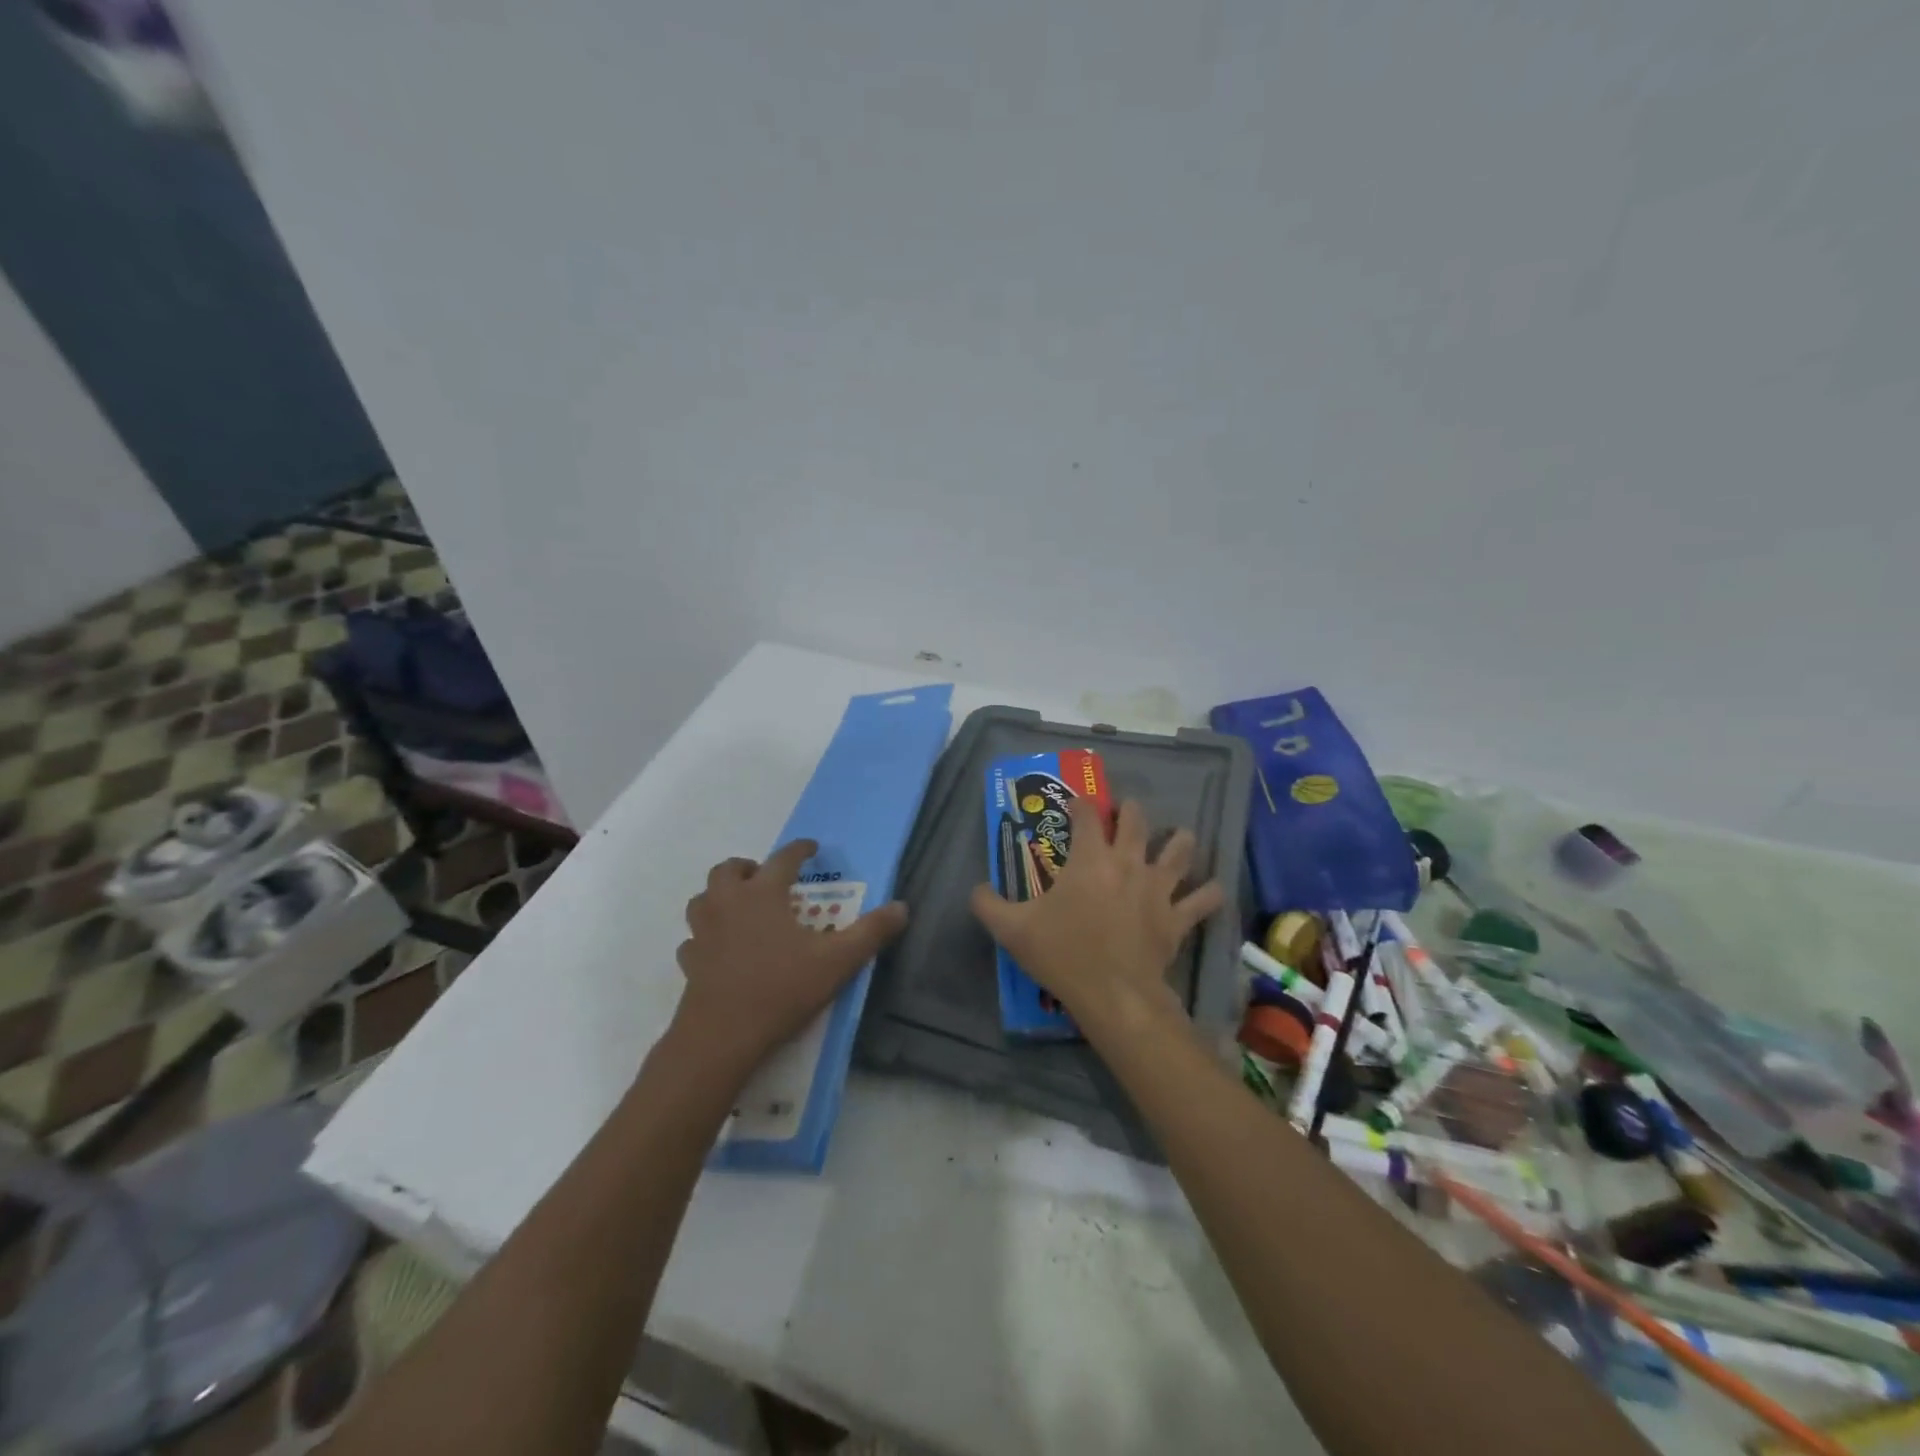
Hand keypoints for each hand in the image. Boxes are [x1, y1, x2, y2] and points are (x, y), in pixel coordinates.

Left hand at [671, 840, 908, 1067]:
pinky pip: (694, 938)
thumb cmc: (781, 989)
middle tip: (767, 878)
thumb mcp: (837, 961)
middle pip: (729, 869)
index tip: (811, 847)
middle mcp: (729, 903)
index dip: (800, 849)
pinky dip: (706, 936)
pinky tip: (719, 949)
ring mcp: (704, 932)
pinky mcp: (690, 962)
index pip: (783, 858)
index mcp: (763, 894)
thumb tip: (902, 907)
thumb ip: (871, 932)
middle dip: (749, 867)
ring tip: (741, 907)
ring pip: (703, 899)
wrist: (722, 1036)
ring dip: (720, 895)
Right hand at [969, 798, 1224, 1031]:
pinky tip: (1213, 889)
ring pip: (1178, 851)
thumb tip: (975, 889)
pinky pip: (1202, 901)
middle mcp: (1127, 862)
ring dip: (1179, 841)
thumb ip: (988, 904)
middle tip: (1125, 813)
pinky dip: (1209, 894)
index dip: (1081, 803)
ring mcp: (1157, 888)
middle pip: (1137, 821)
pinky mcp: (1176, 917)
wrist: (1113, 994)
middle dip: (1130, 811)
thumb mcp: (1012, 929)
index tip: (1077, 803)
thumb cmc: (1062, 953)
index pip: (1087, 815)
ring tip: (1178, 837)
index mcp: (1089, 858)